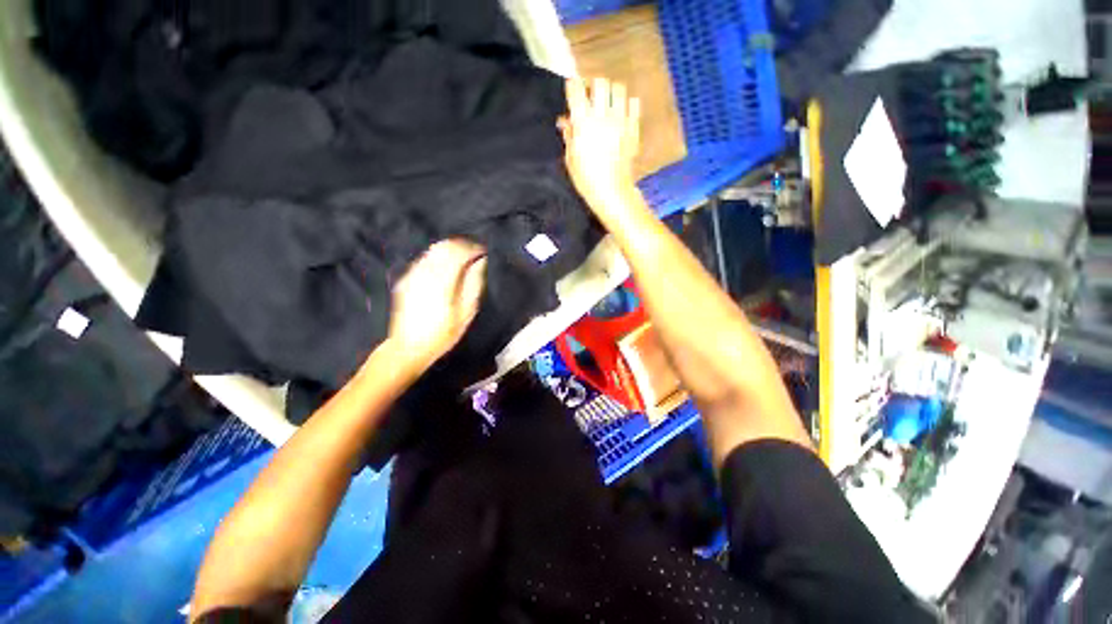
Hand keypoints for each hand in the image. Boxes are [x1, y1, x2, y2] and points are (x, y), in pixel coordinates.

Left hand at [387, 239, 487, 369]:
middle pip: (445, 246)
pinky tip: (445, 268)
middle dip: (462, 245)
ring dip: (450, 249)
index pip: (459, 252)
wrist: (408, 347)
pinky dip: (438, 257)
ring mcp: (413, 274)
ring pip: (433, 250)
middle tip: (474, 253)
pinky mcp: (406, 279)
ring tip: (463, 259)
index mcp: (442, 280)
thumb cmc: (442, 334)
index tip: (483, 252)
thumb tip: (480, 263)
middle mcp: (425, 272)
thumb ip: (474, 284)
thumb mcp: (466, 313)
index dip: (473, 248)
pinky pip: (424, 259)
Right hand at [560, 78, 641, 220]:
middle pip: (599, 82)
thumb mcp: (571, 159)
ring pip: (618, 88)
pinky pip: (634, 103)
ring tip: (608, 104)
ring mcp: (620, 120)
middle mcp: (602, 115)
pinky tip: (622, 113)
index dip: (573, 86)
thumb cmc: (586, 179)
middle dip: (593, 86)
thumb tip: (565, 121)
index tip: (572, 91)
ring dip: (611, 93)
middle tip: (591, 98)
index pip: (576, 88)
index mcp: (582, 122)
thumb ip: (569, 135)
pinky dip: (627, 104)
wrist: (612, 191)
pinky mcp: (633, 128)